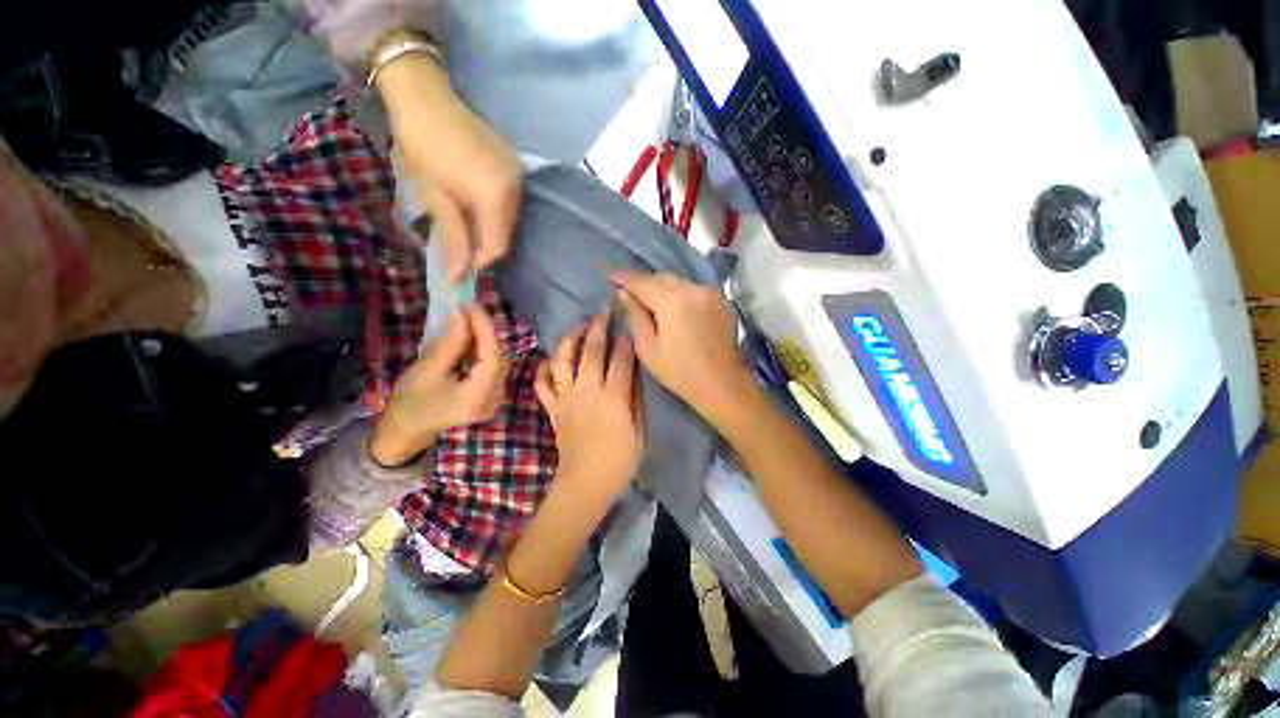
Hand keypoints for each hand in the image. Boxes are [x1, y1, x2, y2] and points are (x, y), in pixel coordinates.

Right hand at [371, 304, 507, 465]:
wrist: (406, 432)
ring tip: (469, 320)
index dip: (485, 328)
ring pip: (499, 361)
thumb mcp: (428, 369)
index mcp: (479, 396)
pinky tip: (472, 338)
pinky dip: (484, 351)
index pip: (493, 356)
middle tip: (469, 310)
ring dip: (487, 339)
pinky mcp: (490, 395)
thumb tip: (464, 315)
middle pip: (500, 358)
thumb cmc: (410, 402)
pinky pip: (493, 367)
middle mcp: (495, 398)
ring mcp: (495, 398)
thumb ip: (451, 343)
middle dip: (487, 331)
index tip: (471, 306)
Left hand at [376, 55, 522, 281]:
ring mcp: (518, 175)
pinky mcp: (515, 166)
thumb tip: (458, 277)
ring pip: (510, 219)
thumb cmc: (421, 147)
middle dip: (485, 245)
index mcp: (495, 195)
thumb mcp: (433, 198)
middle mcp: (515, 188)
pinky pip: (510, 201)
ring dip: (490, 228)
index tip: (460, 265)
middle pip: (506, 233)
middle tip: (461, 244)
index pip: (497, 245)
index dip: (480, 260)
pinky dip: (494, 211)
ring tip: (465, 222)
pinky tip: (475, 203)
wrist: (425, 96)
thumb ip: (453, 239)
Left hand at [534, 309, 644, 503]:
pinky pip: (542, 384)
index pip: (620, 360)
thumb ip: (636, 399)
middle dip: (599, 328)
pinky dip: (543, 369)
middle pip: (592, 352)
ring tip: (580, 326)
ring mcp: (566, 398)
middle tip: (603, 311)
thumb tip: (634, 373)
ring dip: (572, 339)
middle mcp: (588, 391)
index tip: (627, 324)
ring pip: (565, 360)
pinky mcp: (552, 408)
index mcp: (613, 397)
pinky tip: (550, 360)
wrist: (586, 482)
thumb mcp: (639, 430)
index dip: (625, 341)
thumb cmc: (619, 460)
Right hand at [612, 271, 753, 418]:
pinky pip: (693, 289)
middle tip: (629, 292)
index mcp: (673, 302)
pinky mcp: (721, 300)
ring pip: (678, 282)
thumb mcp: (648, 348)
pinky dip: (679, 293)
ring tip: (650, 300)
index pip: (642, 281)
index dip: (625, 278)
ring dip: (662, 287)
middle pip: (662, 277)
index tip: (611, 277)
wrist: (723, 384)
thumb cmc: (680, 372)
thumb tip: (624, 294)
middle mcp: (693, 289)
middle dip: (644, 282)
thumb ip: (635, 316)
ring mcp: (710, 293)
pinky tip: (674, 308)